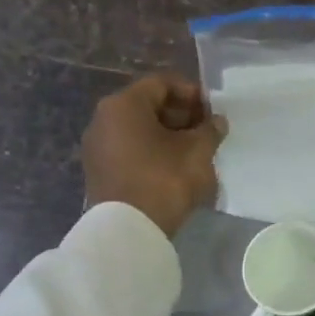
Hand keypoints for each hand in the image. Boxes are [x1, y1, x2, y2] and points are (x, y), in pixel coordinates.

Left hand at [83, 74, 223, 237]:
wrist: (128, 231)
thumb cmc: (164, 181)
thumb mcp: (196, 152)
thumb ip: (209, 131)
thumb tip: (217, 122)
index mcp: (124, 105)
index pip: (161, 84)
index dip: (191, 93)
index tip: (213, 110)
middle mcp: (104, 119)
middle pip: (148, 106)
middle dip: (181, 115)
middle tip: (207, 131)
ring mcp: (98, 147)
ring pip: (139, 130)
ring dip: (169, 136)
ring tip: (195, 151)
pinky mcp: (100, 171)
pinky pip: (130, 150)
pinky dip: (153, 152)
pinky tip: (175, 168)